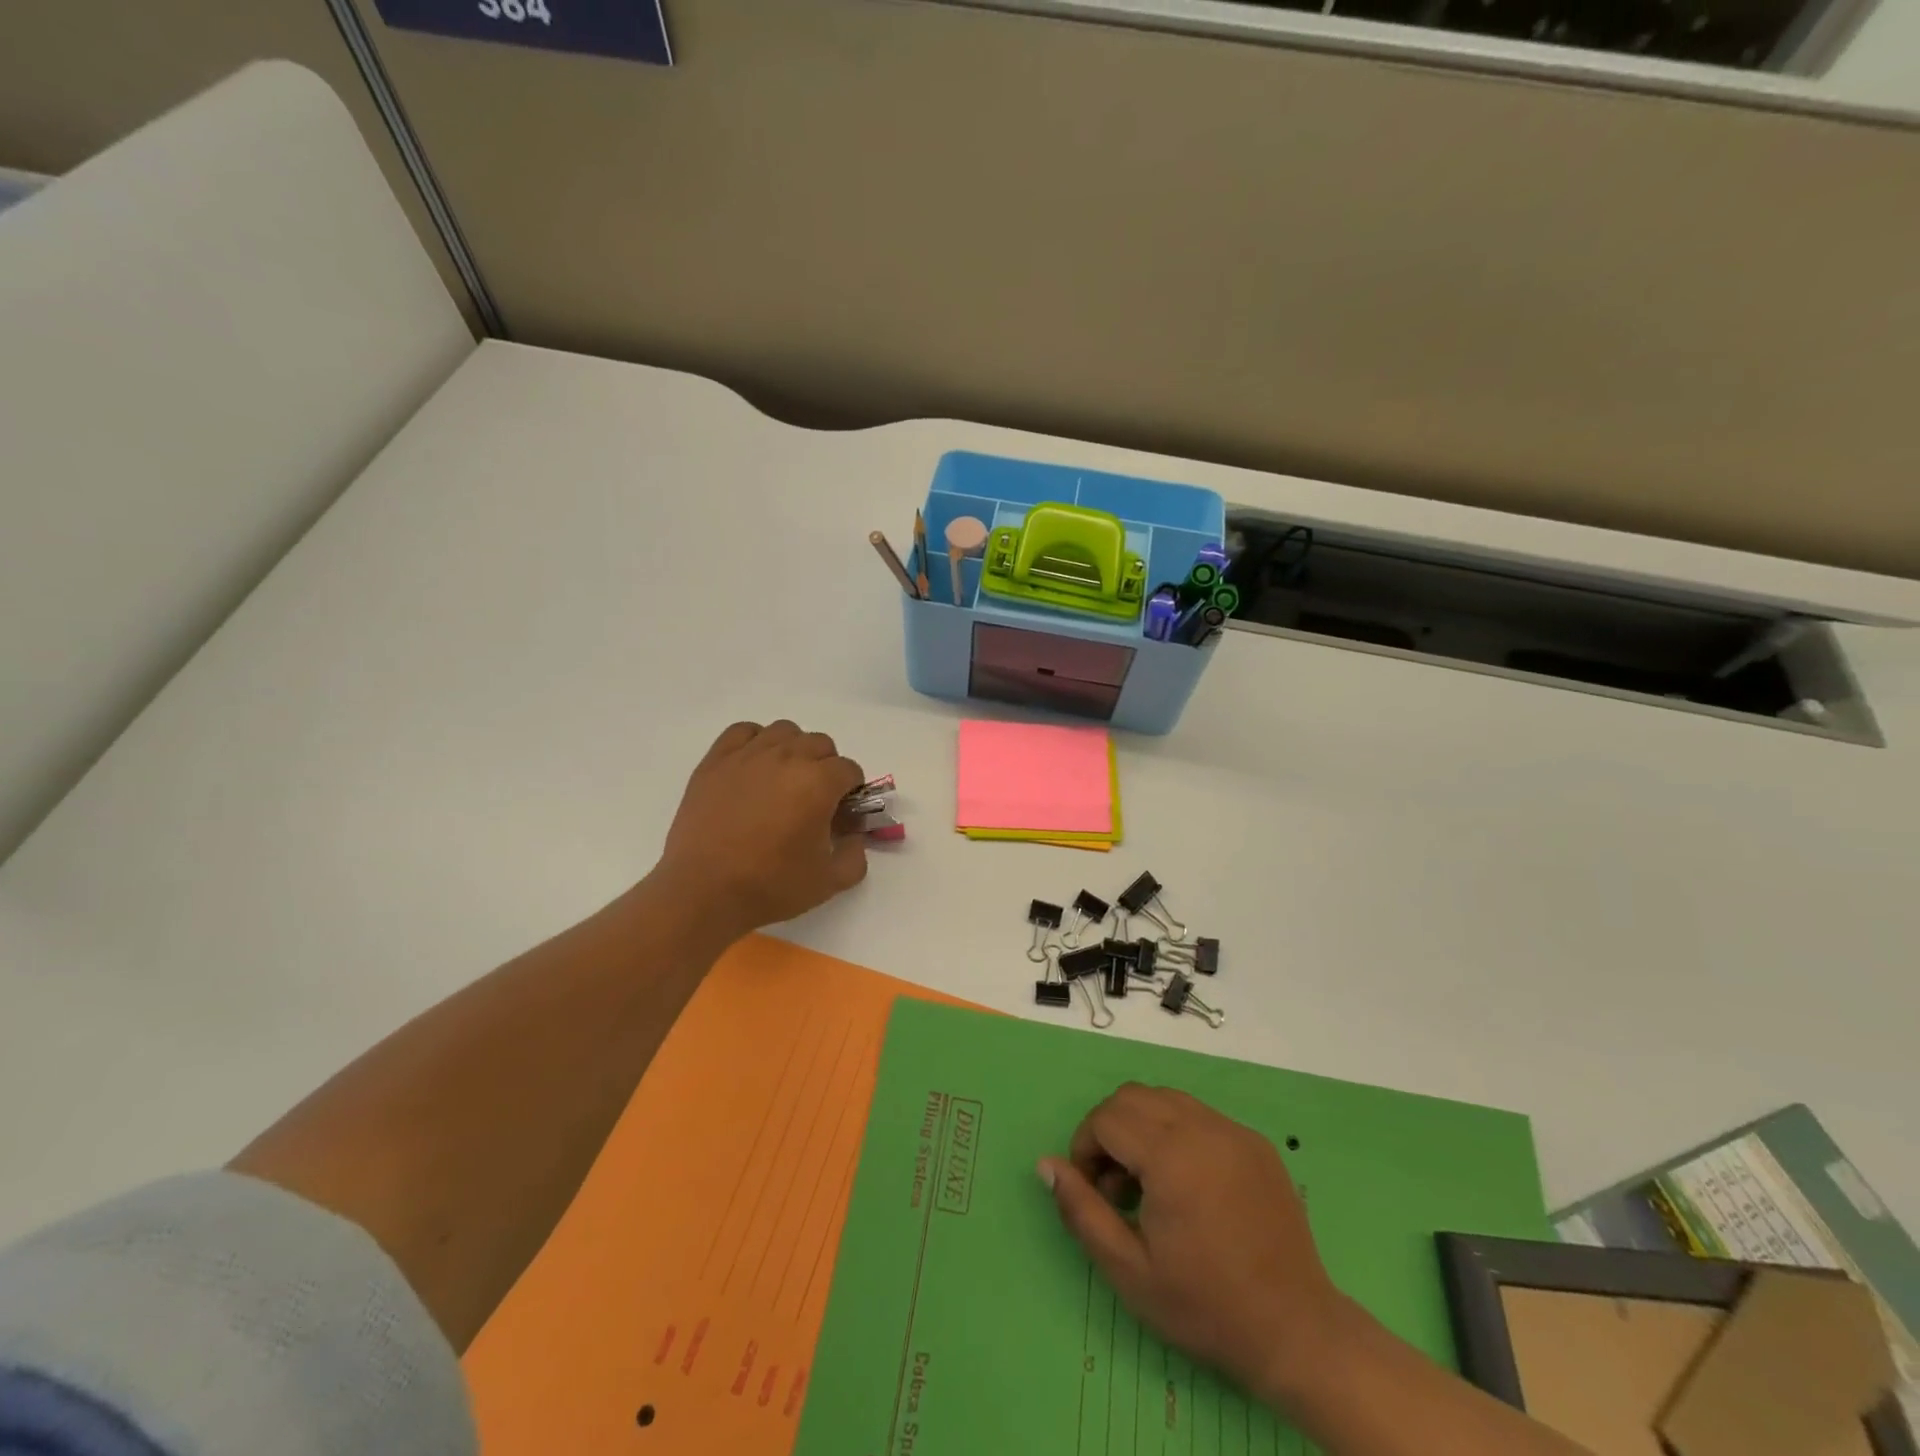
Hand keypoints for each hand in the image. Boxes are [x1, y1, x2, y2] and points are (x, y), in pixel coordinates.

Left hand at [652, 720, 868, 937]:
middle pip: (820, 744)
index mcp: (818, 783)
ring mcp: (748, 755)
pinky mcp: (716, 761)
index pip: (849, 770)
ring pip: (784, 731)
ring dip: (794, 750)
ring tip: (784, 780)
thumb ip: (855, 856)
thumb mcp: (829, 882)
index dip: (850, 792)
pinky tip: (754, 768)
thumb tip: (854, 837)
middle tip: (814, 800)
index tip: (840, 813)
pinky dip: (756, 741)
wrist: (703, 892)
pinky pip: (743, 732)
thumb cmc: (770, 886)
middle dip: (826, 768)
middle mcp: (786, 758)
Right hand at [1039, 1084, 1345, 1406]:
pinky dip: (1176, 1133)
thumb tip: (1046, 1164)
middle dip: (1110, 1131)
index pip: (1107, 1118)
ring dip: (1142, 1128)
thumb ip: (1081, 1211)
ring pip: (1166, 1099)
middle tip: (1113, 1187)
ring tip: (1147, 1185)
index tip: (1091, 1191)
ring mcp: (1233, 1131)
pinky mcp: (1255, 1142)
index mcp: (1171, 1156)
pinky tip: (1185, 1184)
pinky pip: (1199, 1116)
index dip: (1085, 1148)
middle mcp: (1202, 1128)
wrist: (1297, 1333)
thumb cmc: (1206, 1307)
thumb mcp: (1128, 1271)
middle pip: (1133, 1097)